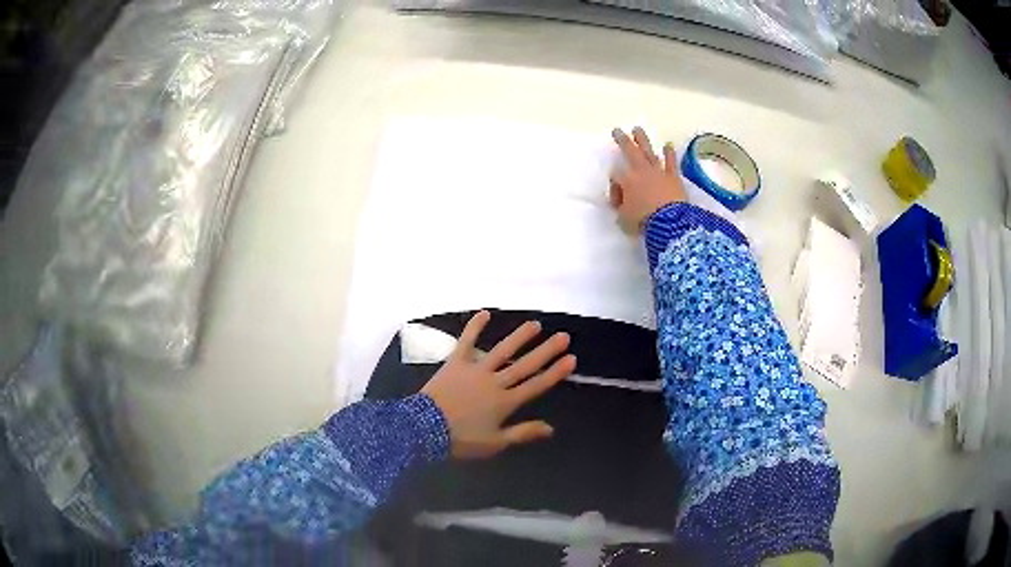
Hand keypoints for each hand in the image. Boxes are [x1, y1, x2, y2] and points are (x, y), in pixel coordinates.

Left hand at [421, 311, 576, 459]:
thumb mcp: (495, 443)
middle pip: (525, 365)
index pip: (536, 385)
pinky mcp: (456, 362)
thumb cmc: (461, 440)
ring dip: (519, 336)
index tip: (571, 359)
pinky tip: (485, 313)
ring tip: (535, 324)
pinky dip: (475, 327)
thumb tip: (551, 428)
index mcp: (505, 402)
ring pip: (502, 350)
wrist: (424, 429)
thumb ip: (523, 433)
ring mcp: (475, 370)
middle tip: (563, 336)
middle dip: (546, 351)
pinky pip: (466, 342)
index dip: (555, 373)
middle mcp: (495, 382)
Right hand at [609, 127, 686, 232]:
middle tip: (617, 130)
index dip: (614, 188)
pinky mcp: (672, 176)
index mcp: (626, 181)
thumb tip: (622, 207)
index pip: (615, 177)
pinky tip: (668, 145)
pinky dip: (669, 153)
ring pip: (648, 151)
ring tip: (637, 129)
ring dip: (642, 140)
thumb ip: (621, 210)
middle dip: (622, 141)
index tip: (617, 203)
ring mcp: (657, 171)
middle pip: (629, 151)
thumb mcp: (624, 220)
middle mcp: (640, 171)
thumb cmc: (643, 222)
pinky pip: (670, 162)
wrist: (669, 223)